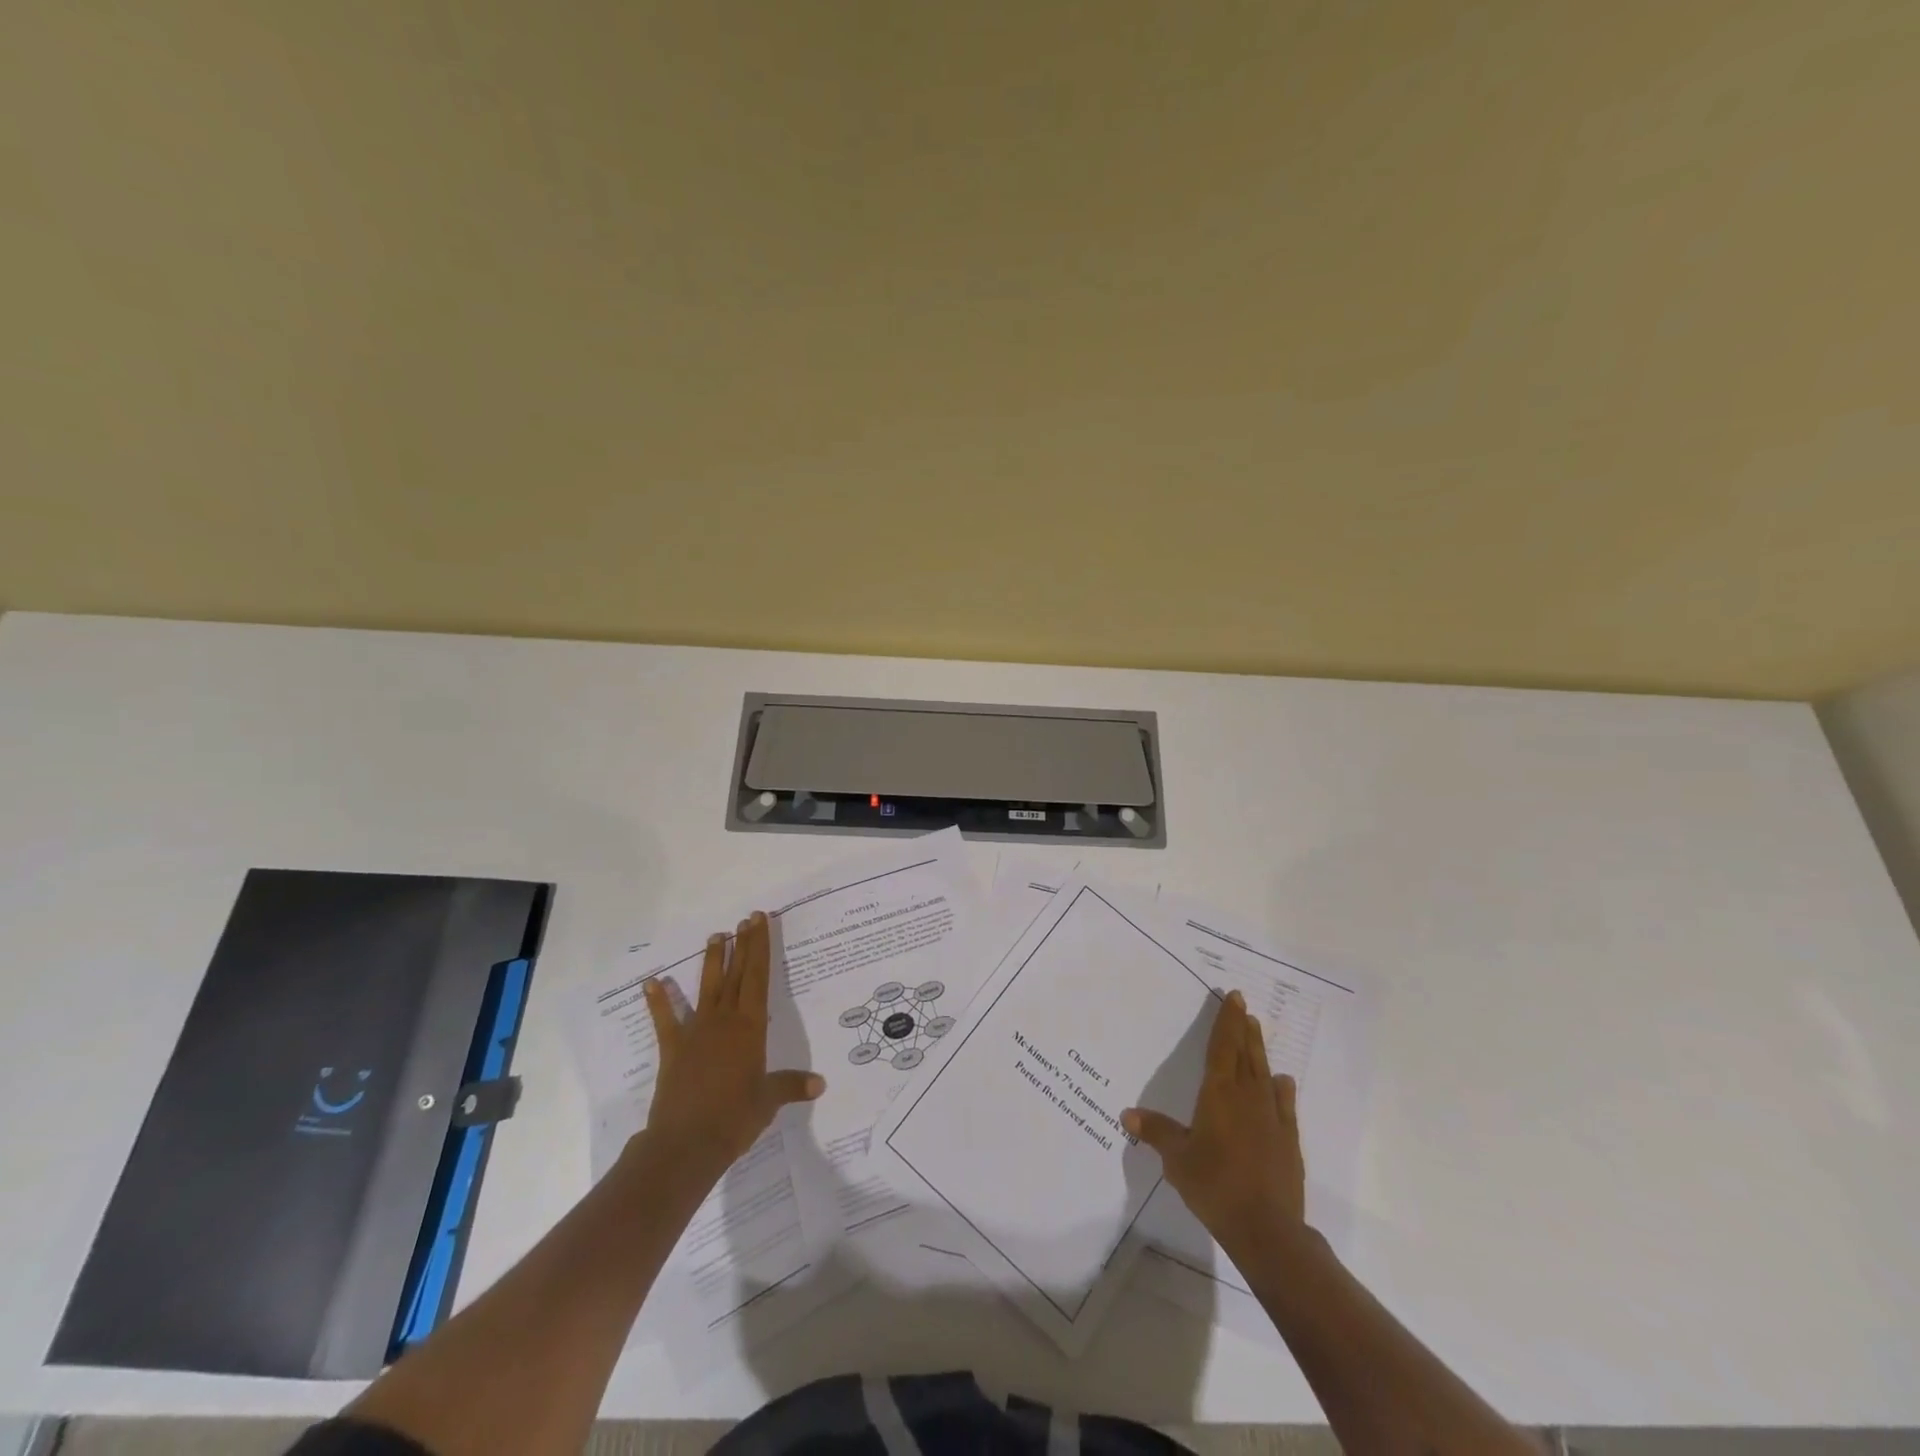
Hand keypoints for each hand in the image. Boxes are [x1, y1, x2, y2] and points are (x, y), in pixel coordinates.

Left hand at [639, 910, 824, 1182]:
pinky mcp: (673, 1048)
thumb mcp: (768, 1101)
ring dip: (712, 961)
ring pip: (707, 987)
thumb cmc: (734, 1118)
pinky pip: (665, 1019)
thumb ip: (791, 1086)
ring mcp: (696, 1031)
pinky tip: (651, 982)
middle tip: (746, 919)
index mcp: (751, 1027)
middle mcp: (725, 1021)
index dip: (760, 947)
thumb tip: (820, 1084)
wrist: (686, 1143)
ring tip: (716, 936)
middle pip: (736, 974)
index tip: (760, 921)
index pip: (759, 977)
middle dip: (743, 944)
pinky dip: (658, 1001)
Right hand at [1122, 990, 1305, 1258]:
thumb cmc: (1214, 1185)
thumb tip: (1127, 1114)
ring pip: (1264, 1074)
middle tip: (1244, 1007)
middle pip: (1245, 1054)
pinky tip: (1283, 1081)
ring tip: (1257, 1031)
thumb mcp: (1176, 1159)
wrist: (1266, 1229)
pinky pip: (1285, 1105)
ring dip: (1259, 1051)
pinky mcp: (1288, 1140)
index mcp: (1218, 1094)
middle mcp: (1246, 1096)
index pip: (1222, 1047)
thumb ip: (1156, 1132)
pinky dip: (1282, 1090)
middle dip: (1243, 1029)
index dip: (1227, 1021)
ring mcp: (1271, 1117)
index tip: (1235, 997)